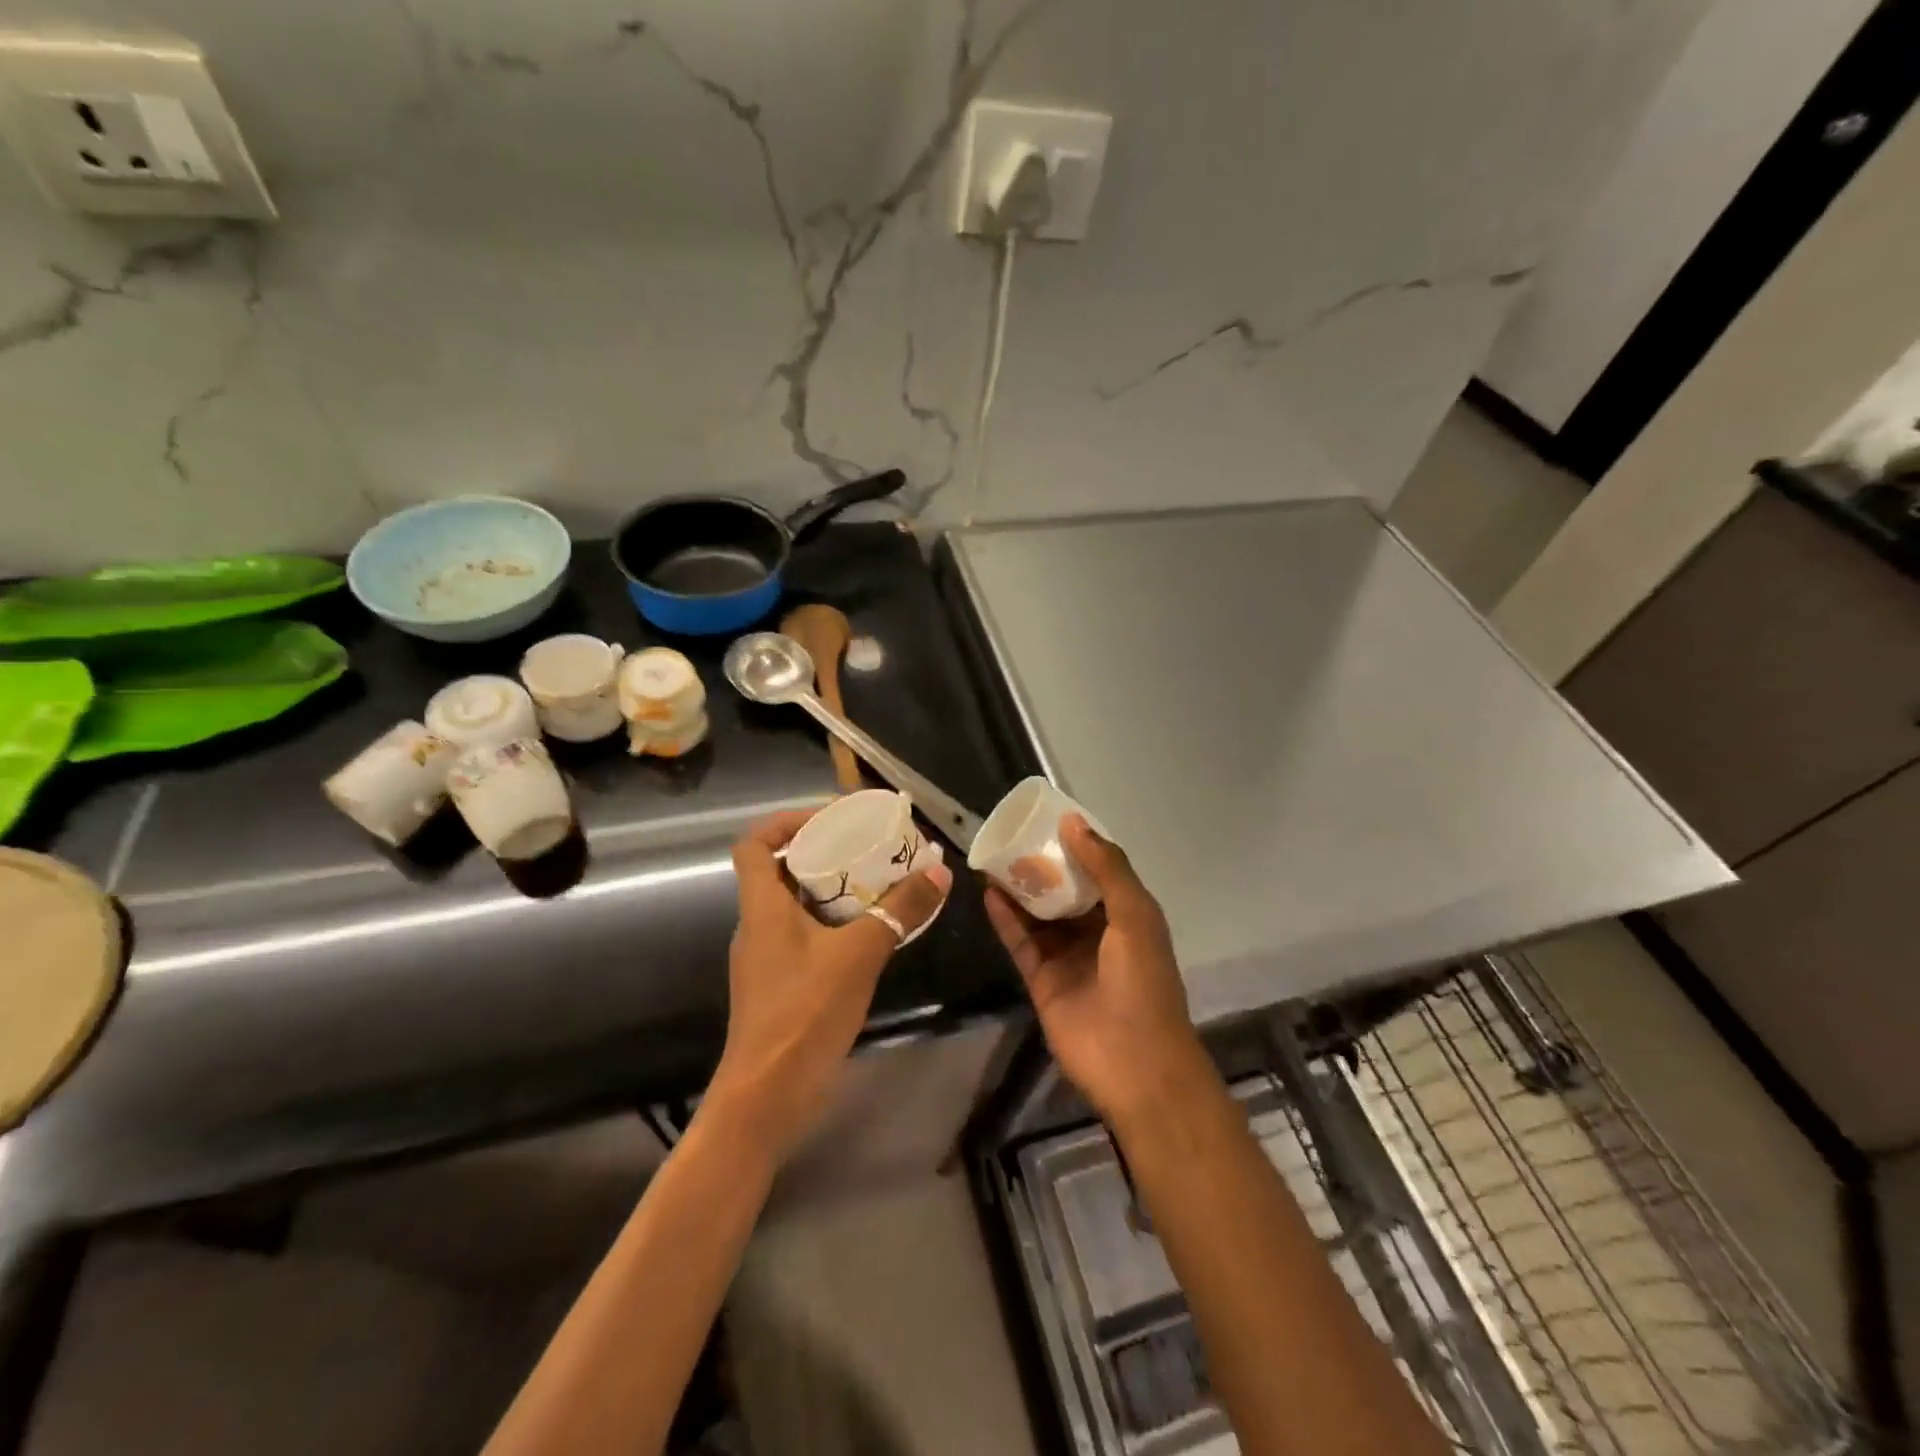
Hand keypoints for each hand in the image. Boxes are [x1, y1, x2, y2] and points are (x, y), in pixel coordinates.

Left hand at [702, 809, 952, 1163]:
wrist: (767, 1099)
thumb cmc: (803, 1014)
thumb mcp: (859, 955)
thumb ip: (898, 911)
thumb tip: (938, 871)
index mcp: (762, 907)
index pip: (753, 843)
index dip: (785, 822)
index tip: (829, 818)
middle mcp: (758, 925)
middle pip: (781, 870)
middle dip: (824, 852)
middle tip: (869, 847)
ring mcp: (768, 958)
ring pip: (798, 905)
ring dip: (835, 890)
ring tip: (880, 882)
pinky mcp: (782, 985)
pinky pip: (808, 936)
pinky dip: (836, 924)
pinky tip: (874, 932)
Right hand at [985, 817, 1205, 1124]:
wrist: (1135, 1066)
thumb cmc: (1143, 983)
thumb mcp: (1135, 916)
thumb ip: (1106, 868)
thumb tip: (1073, 822)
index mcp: (1127, 914)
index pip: (1098, 869)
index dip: (1077, 843)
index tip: (1048, 816)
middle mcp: (1097, 931)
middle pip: (1064, 889)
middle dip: (1042, 863)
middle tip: (1012, 834)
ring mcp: (1067, 956)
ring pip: (1038, 913)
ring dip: (1019, 888)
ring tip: (993, 856)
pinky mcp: (1042, 979)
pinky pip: (1021, 941)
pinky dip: (1006, 918)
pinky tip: (988, 892)